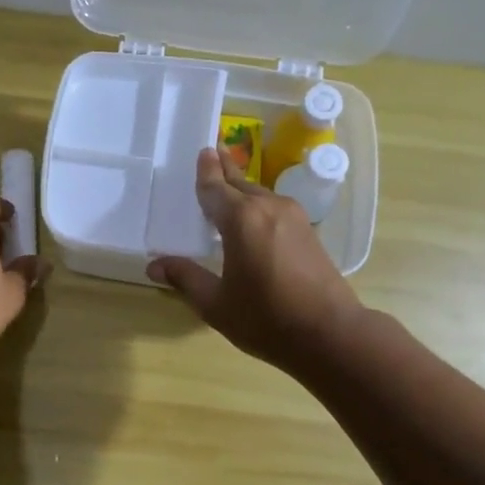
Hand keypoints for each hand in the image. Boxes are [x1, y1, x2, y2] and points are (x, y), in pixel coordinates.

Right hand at [147, 148, 363, 374]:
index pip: (215, 188)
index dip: (206, 171)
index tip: (203, 151)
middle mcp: (267, 208)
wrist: (330, 333)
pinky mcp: (308, 232)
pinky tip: (251, 218)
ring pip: (260, 195)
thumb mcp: (216, 303)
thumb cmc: (266, 319)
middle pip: (240, 183)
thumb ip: (185, 278)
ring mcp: (293, 217)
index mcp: (241, 220)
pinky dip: (257, 205)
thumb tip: (154, 265)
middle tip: (213, 152)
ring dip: (242, 188)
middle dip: (225, 169)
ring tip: (227, 186)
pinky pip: (274, 208)